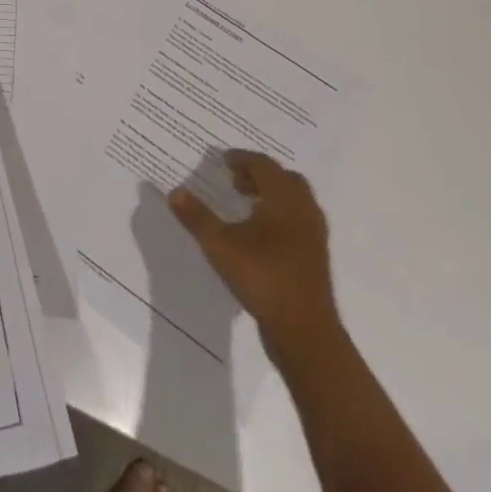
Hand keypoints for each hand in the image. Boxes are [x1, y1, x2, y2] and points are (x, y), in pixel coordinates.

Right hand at [169, 150, 337, 349]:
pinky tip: (260, 235)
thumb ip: (197, 217)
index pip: (264, 165)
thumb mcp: (220, 246)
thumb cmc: (264, 278)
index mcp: (284, 199)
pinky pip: (298, 221)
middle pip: (284, 178)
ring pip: (295, 201)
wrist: (306, 333)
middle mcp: (304, 211)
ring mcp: (314, 236)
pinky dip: (280, 215)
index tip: (222, 161)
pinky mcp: (315, 258)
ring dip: (271, 195)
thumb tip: (174, 192)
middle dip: (259, 175)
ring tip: (245, 206)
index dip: (242, 159)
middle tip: (235, 181)